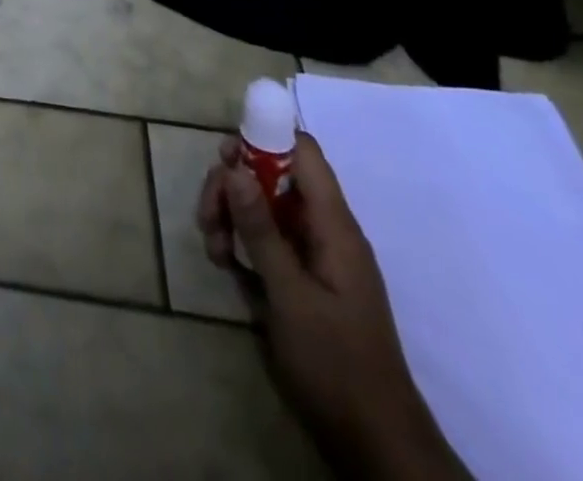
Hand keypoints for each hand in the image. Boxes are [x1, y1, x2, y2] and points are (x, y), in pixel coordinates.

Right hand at [197, 133, 469, 480]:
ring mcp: (312, 254)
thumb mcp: (290, 296)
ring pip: (262, 206)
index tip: (225, 153)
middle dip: (233, 186)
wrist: (374, 444)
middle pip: (271, 175)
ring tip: (214, 250)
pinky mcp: (300, 277)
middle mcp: (324, 229)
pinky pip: (265, 239)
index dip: (265, 137)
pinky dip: (240, 243)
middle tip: (207, 216)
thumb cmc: (336, 363)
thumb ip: (261, 229)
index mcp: (334, 225)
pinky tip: (224, 265)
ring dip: (231, 216)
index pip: (303, 152)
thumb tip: (233, 165)